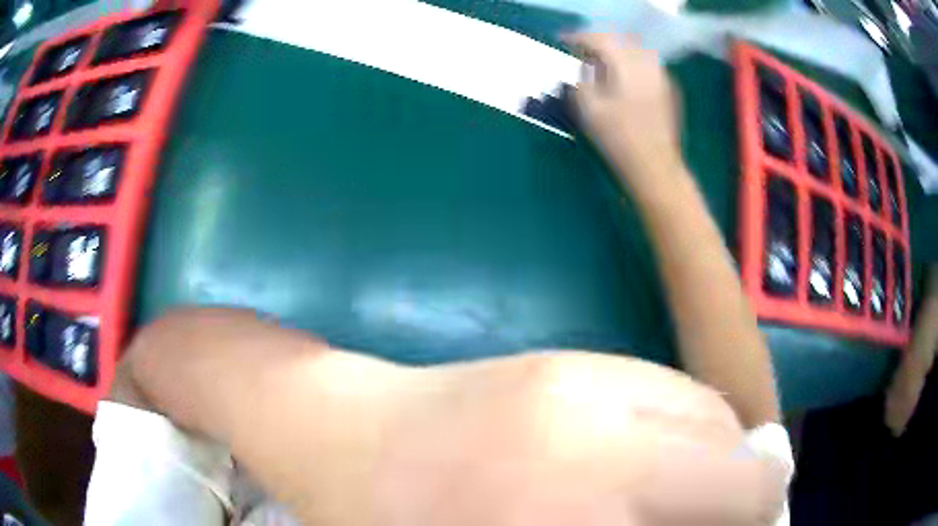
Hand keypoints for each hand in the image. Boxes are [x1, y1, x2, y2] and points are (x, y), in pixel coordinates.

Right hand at [565, 33, 682, 190]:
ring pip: (636, 50)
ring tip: (602, 63)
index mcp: (627, 65)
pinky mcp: (669, 90)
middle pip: (620, 40)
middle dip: (599, 41)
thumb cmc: (618, 139)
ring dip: (617, 51)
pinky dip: (632, 63)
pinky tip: (624, 77)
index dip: (578, 38)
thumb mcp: (588, 108)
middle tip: (581, 52)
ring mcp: (662, 77)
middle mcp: (647, 64)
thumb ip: (580, 78)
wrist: (655, 168)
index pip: (600, 39)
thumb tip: (579, 65)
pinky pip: (648, 65)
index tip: (563, 42)